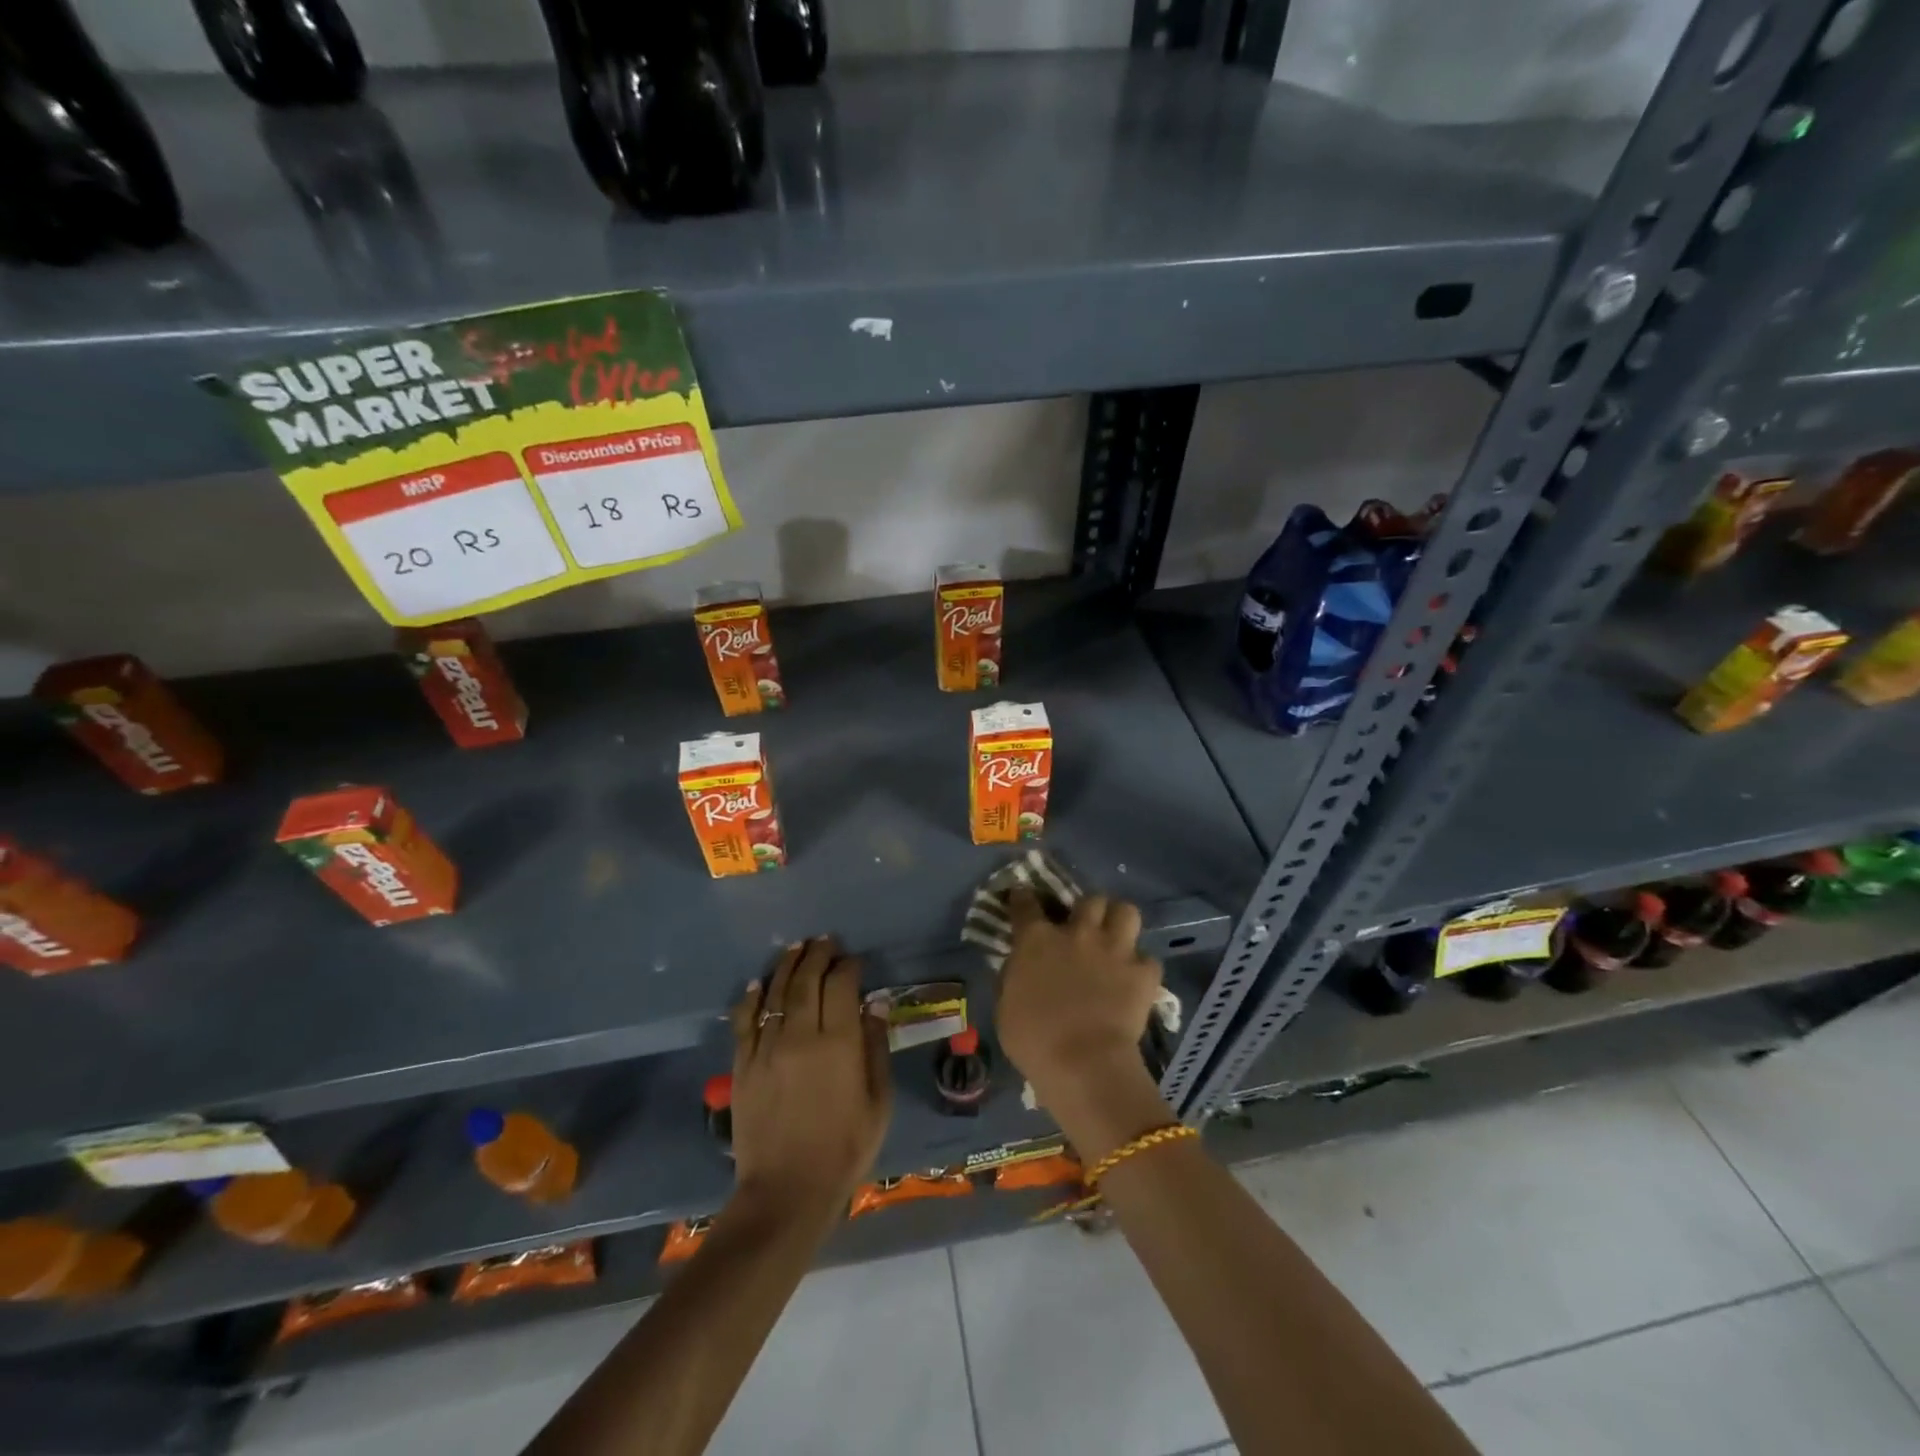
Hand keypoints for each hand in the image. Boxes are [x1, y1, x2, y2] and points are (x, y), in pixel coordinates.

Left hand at [727, 938, 891, 1226]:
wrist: (785, 1192)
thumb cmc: (844, 1149)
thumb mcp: (878, 1102)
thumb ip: (876, 1047)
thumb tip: (875, 1003)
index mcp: (839, 1043)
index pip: (842, 985)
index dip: (849, 966)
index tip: (854, 960)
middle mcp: (801, 1035)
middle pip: (807, 979)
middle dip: (818, 955)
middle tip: (825, 942)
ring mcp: (767, 1048)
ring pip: (776, 992)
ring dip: (788, 966)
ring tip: (796, 948)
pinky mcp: (743, 1065)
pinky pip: (746, 1020)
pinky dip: (753, 997)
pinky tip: (759, 982)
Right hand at [995, 890, 1164, 1107]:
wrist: (1083, 1064)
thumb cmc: (1034, 1040)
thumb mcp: (1005, 1006)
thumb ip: (1013, 977)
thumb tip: (1020, 965)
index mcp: (1037, 940)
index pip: (1026, 903)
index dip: (1023, 896)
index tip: (1022, 896)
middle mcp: (1078, 933)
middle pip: (1089, 900)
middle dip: (1087, 909)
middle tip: (1084, 926)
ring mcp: (1114, 950)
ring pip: (1126, 911)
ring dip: (1119, 922)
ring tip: (1116, 937)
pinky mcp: (1143, 973)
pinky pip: (1148, 959)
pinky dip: (1142, 967)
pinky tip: (1135, 979)